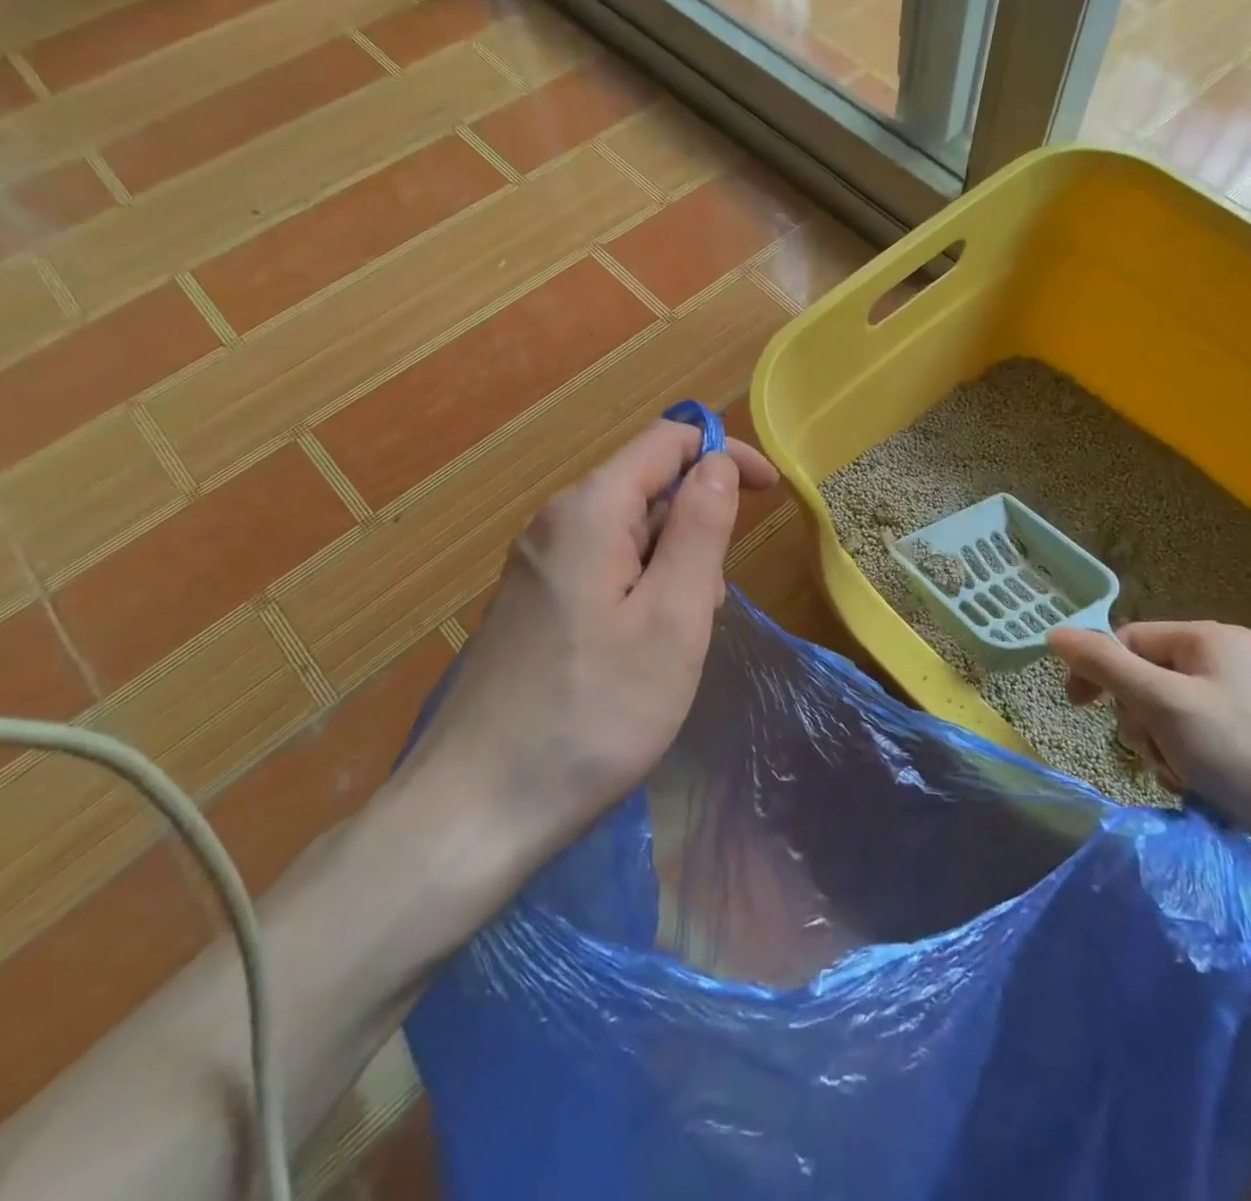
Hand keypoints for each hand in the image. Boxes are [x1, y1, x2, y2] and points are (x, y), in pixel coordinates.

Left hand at [401, 420, 778, 879]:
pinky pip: (604, 571)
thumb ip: (700, 529)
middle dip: (697, 526)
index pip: (667, 442)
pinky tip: (643, 653)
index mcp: (588, 511)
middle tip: (711, 604)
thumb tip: (718, 463)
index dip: (724, 454)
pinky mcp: (533, 606)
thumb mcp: (672, 618)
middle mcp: (555, 523)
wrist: (479, 808)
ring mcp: (537, 566)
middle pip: (646, 487)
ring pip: (628, 535)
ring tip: (679, 640)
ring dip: (673, 566)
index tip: (772, 492)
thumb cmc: (595, 713)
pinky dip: (643, 592)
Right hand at [1046, 621, 1250, 873]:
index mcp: (1208, 639)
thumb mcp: (1163, 703)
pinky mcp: (1246, 744)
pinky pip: (1189, 742)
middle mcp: (1222, 663)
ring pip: (1162, 716)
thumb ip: (1105, 665)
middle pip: (1144, 679)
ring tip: (1183, 776)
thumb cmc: (1244, 754)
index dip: (1099, 671)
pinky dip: (1183, 764)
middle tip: (1158, 750)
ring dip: (1159, 748)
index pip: (1128, 640)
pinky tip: (1198, 788)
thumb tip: (1056, 633)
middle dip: (1139, 720)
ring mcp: (1236, 705)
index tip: (1076, 707)